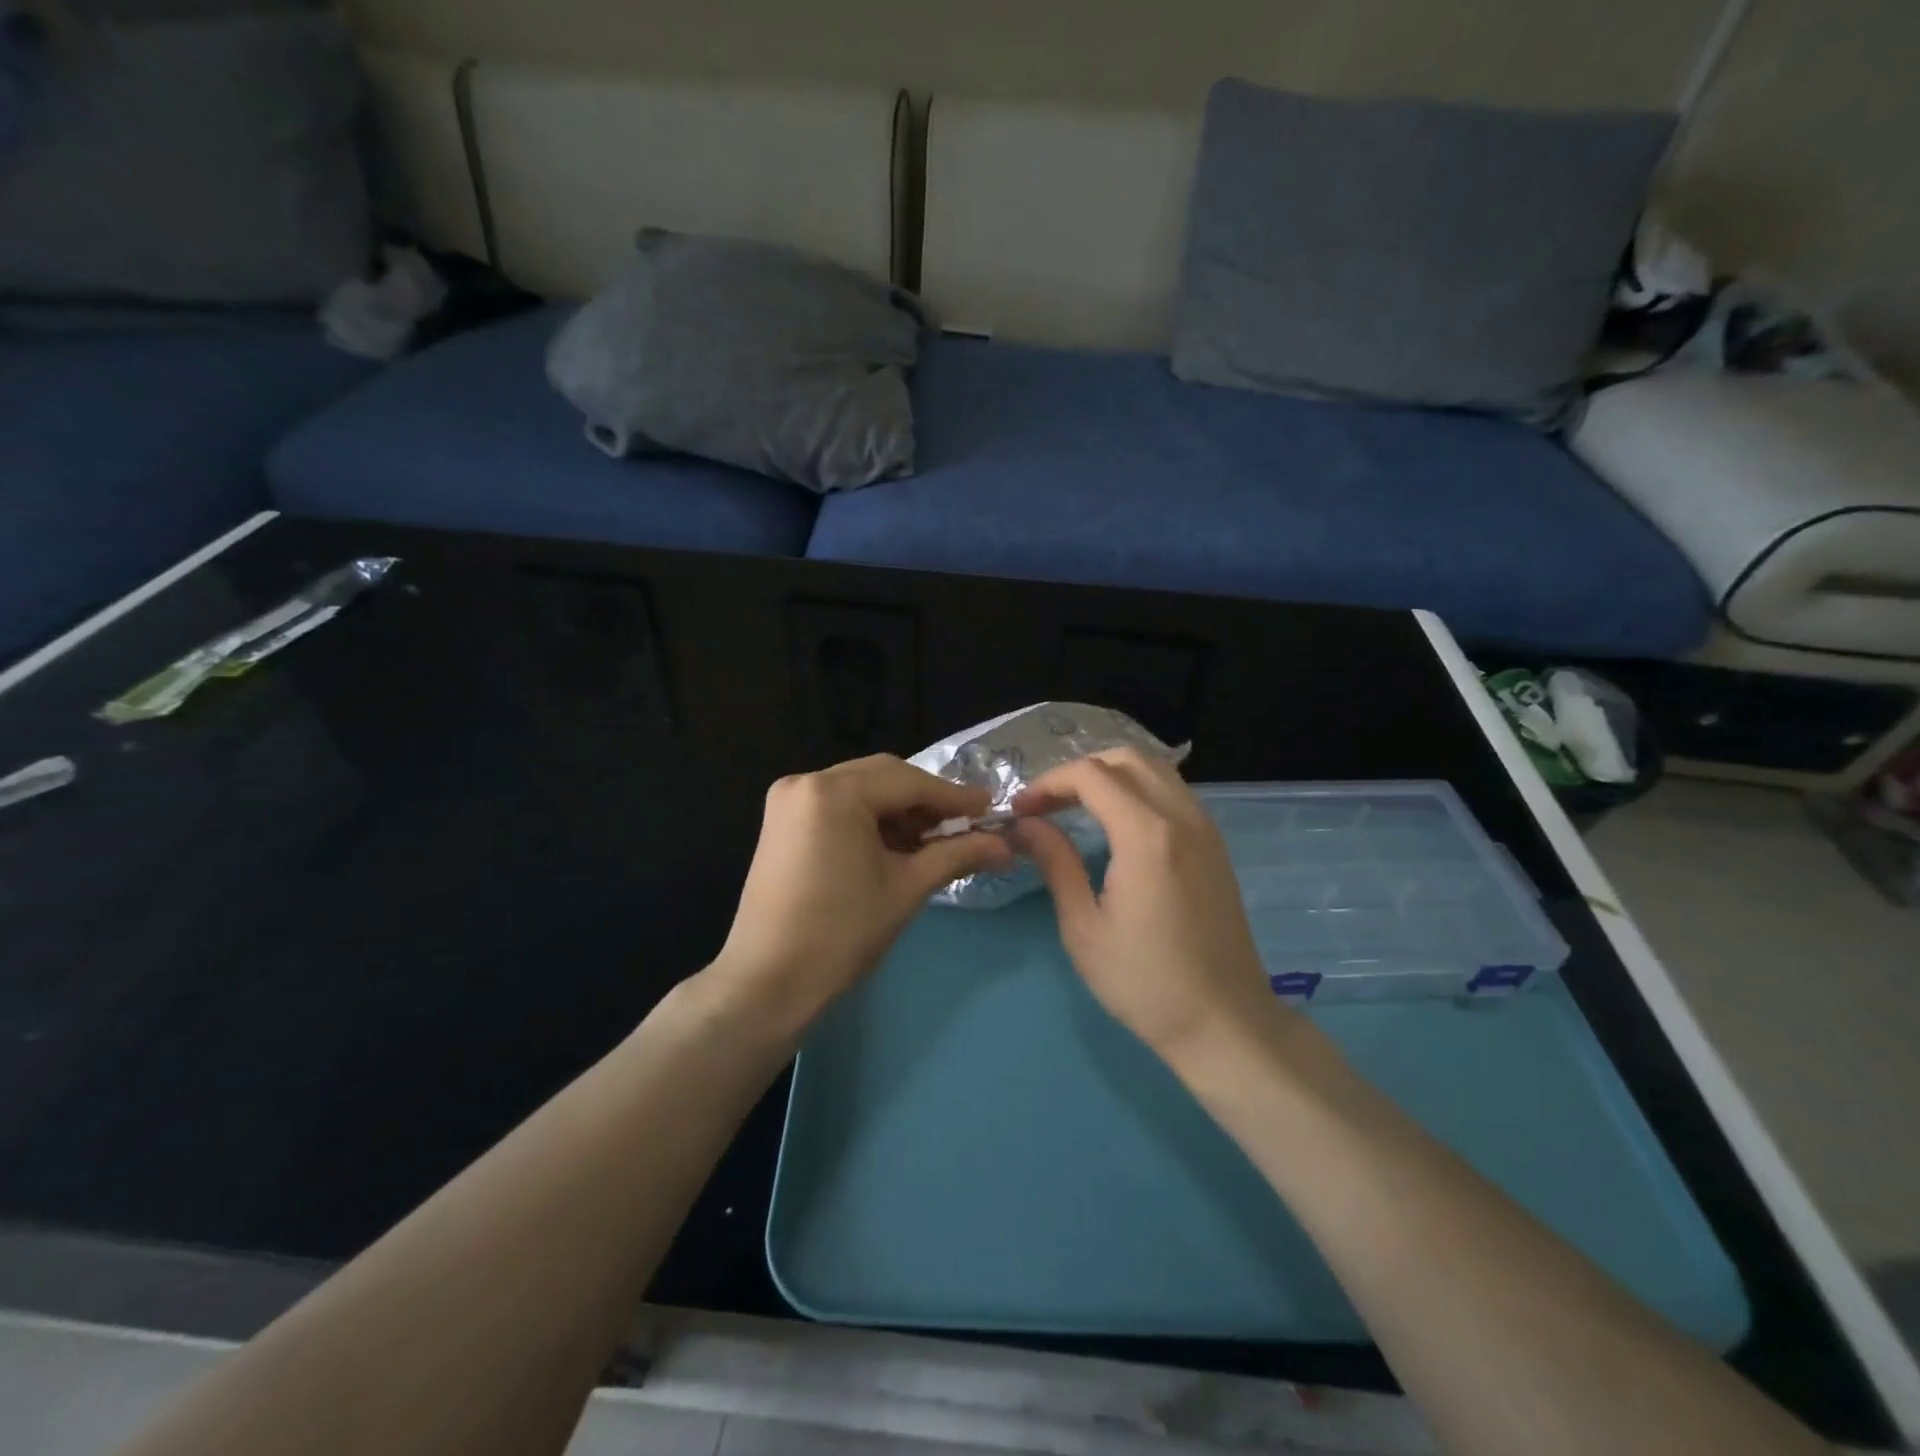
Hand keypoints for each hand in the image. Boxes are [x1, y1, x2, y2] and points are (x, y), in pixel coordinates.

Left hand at [711, 754, 1012, 1032]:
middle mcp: (806, 781)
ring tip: (931, 841)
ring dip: (898, 809)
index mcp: (834, 792)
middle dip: (925, 800)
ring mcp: (789, 800)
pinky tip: (894, 845)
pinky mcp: (781, 821)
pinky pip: (838, 805)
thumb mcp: (906, 888)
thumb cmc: (841, 934)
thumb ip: (957, 855)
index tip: (990, 808)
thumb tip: (1005, 845)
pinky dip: (869, 819)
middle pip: (883, 777)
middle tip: (964, 825)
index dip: (954, 796)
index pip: (908, 781)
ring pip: (861, 789)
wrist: (768, 982)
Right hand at [1012, 749, 1285, 1066]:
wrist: (1224, 1021)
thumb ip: (1055, 863)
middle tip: (1047, 804)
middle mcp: (1181, 816)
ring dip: (1111, 775)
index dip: (1048, 784)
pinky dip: (1139, 789)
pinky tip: (1117, 822)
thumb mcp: (1084, 927)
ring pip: (1154, 769)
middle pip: (1125, 758)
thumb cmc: (1144, 981)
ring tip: (1076, 807)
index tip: (1021, 811)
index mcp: (1146, 834)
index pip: (1089, 775)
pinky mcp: (1215, 845)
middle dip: (1079, 770)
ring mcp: (1205, 828)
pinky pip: (1173, 792)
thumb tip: (1026, 825)